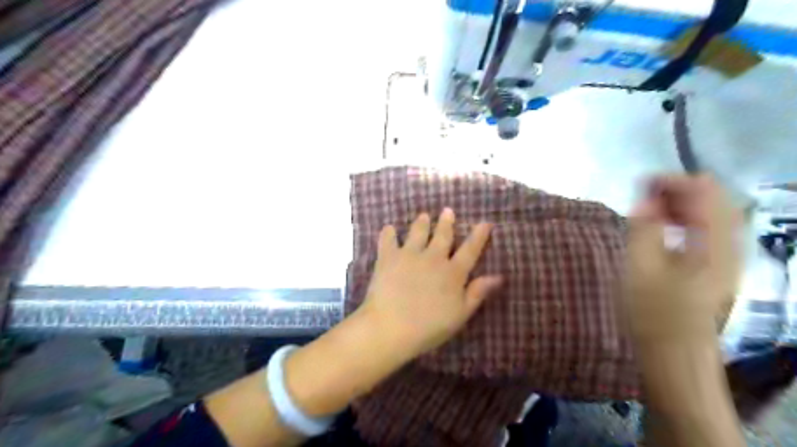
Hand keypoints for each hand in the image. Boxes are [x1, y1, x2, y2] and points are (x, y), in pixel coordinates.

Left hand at [356, 208, 499, 359]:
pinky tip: (389, 228)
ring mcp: (409, 255)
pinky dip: (388, 233)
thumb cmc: (430, 326)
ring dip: (422, 223)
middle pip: (442, 236)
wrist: (392, 326)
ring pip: (417, 233)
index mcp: (453, 272)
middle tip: (448, 210)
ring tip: (424, 216)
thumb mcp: (460, 314)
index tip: (485, 222)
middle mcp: (433, 257)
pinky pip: (388, 241)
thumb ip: (478, 293)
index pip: (470, 250)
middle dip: (446, 223)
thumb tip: (499, 276)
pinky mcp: (388, 258)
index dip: (479, 236)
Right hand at [622, 175, 741, 341]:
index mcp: (714, 244)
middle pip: (715, 200)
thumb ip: (644, 227)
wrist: (675, 354)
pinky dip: (687, 220)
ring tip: (650, 207)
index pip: (706, 193)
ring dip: (682, 204)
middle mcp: (730, 246)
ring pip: (713, 215)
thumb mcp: (639, 267)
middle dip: (679, 190)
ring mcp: (727, 258)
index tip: (641, 183)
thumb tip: (648, 199)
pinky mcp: (717, 268)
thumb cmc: (653, 312)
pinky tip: (665, 228)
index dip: (674, 181)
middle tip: (644, 194)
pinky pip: (708, 230)